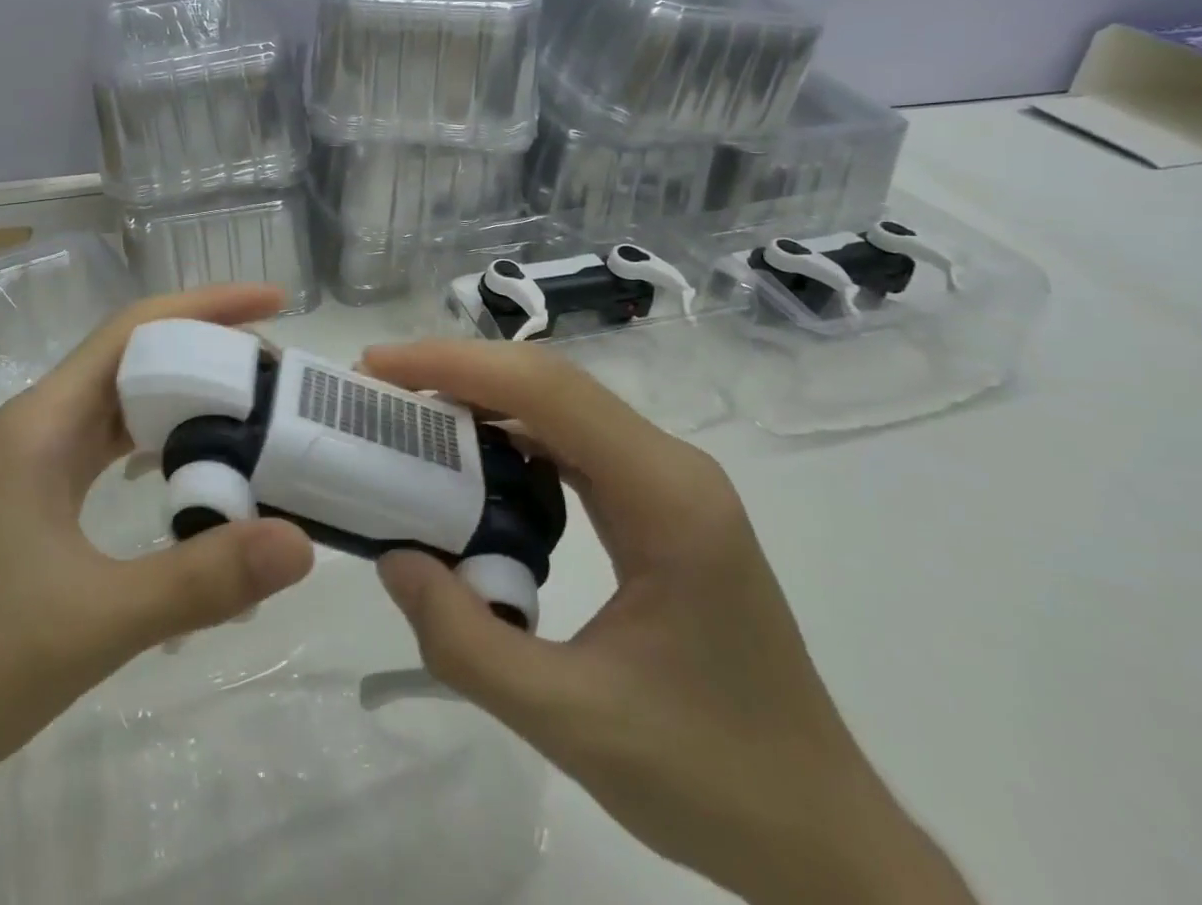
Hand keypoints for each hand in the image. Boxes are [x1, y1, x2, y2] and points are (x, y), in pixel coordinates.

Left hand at [0, 285, 316, 793]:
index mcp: (44, 422)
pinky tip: (193, 472)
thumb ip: (201, 580)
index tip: (273, 304)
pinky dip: (160, 445)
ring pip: (123, 404)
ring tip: (252, 414)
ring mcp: (35, 463)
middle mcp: (39, 426)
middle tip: (279, 377)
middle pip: (134, 358)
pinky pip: (110, 448)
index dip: (206, 305)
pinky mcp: (37, 500)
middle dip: (207, 354)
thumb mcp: (98, 622)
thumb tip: (301, 541)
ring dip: (185, 400)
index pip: (134, 330)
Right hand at [363, 340, 974, 904]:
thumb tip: (393, 554)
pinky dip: (509, 435)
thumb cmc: (709, 779)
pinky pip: (572, 442)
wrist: (822, 836)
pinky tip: (467, 460)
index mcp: (665, 497)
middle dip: (458, 370)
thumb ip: (465, 642)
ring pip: (560, 405)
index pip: (546, 392)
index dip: (456, 365)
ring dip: (481, 397)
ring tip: (407, 412)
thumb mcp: (569, 721)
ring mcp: (670, 482)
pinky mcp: (659, 504)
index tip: (379, 368)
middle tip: (379, 385)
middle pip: (551, 382)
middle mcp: (671, 467)